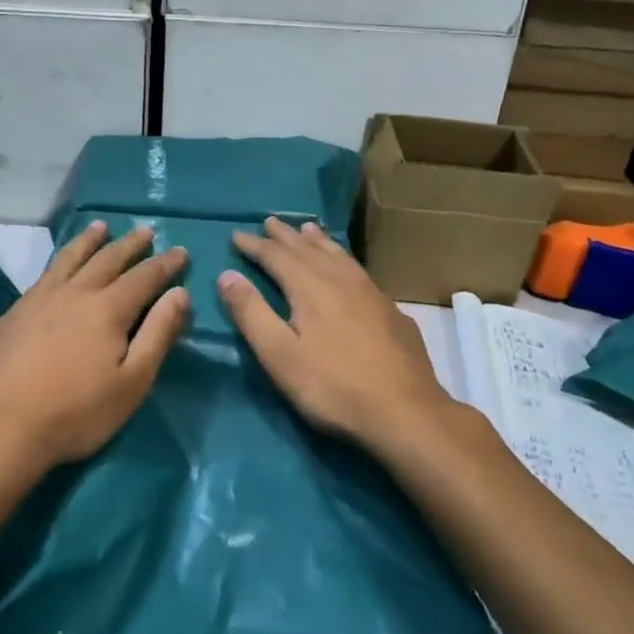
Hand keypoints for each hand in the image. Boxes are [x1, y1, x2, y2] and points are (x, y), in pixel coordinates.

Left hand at [0, 223, 189, 474]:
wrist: (1, 427)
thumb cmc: (76, 412)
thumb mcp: (132, 381)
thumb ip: (158, 334)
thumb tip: (180, 294)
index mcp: (108, 308)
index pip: (145, 276)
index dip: (165, 264)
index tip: (181, 251)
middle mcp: (75, 292)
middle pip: (108, 258)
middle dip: (130, 244)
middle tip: (145, 230)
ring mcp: (40, 298)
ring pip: (71, 258)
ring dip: (90, 240)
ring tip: (101, 226)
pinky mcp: (15, 311)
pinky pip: (45, 272)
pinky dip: (61, 258)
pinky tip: (60, 264)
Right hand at [218, 218, 459, 451]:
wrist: (406, 412)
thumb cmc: (333, 387)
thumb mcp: (280, 356)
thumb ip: (251, 313)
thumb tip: (227, 275)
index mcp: (311, 288)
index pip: (276, 257)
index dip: (254, 246)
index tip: (236, 235)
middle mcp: (341, 280)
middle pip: (308, 249)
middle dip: (285, 236)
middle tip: (269, 221)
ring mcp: (372, 293)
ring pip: (339, 256)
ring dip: (318, 241)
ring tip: (308, 229)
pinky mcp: (392, 311)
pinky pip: (359, 271)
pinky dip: (343, 259)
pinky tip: (348, 269)